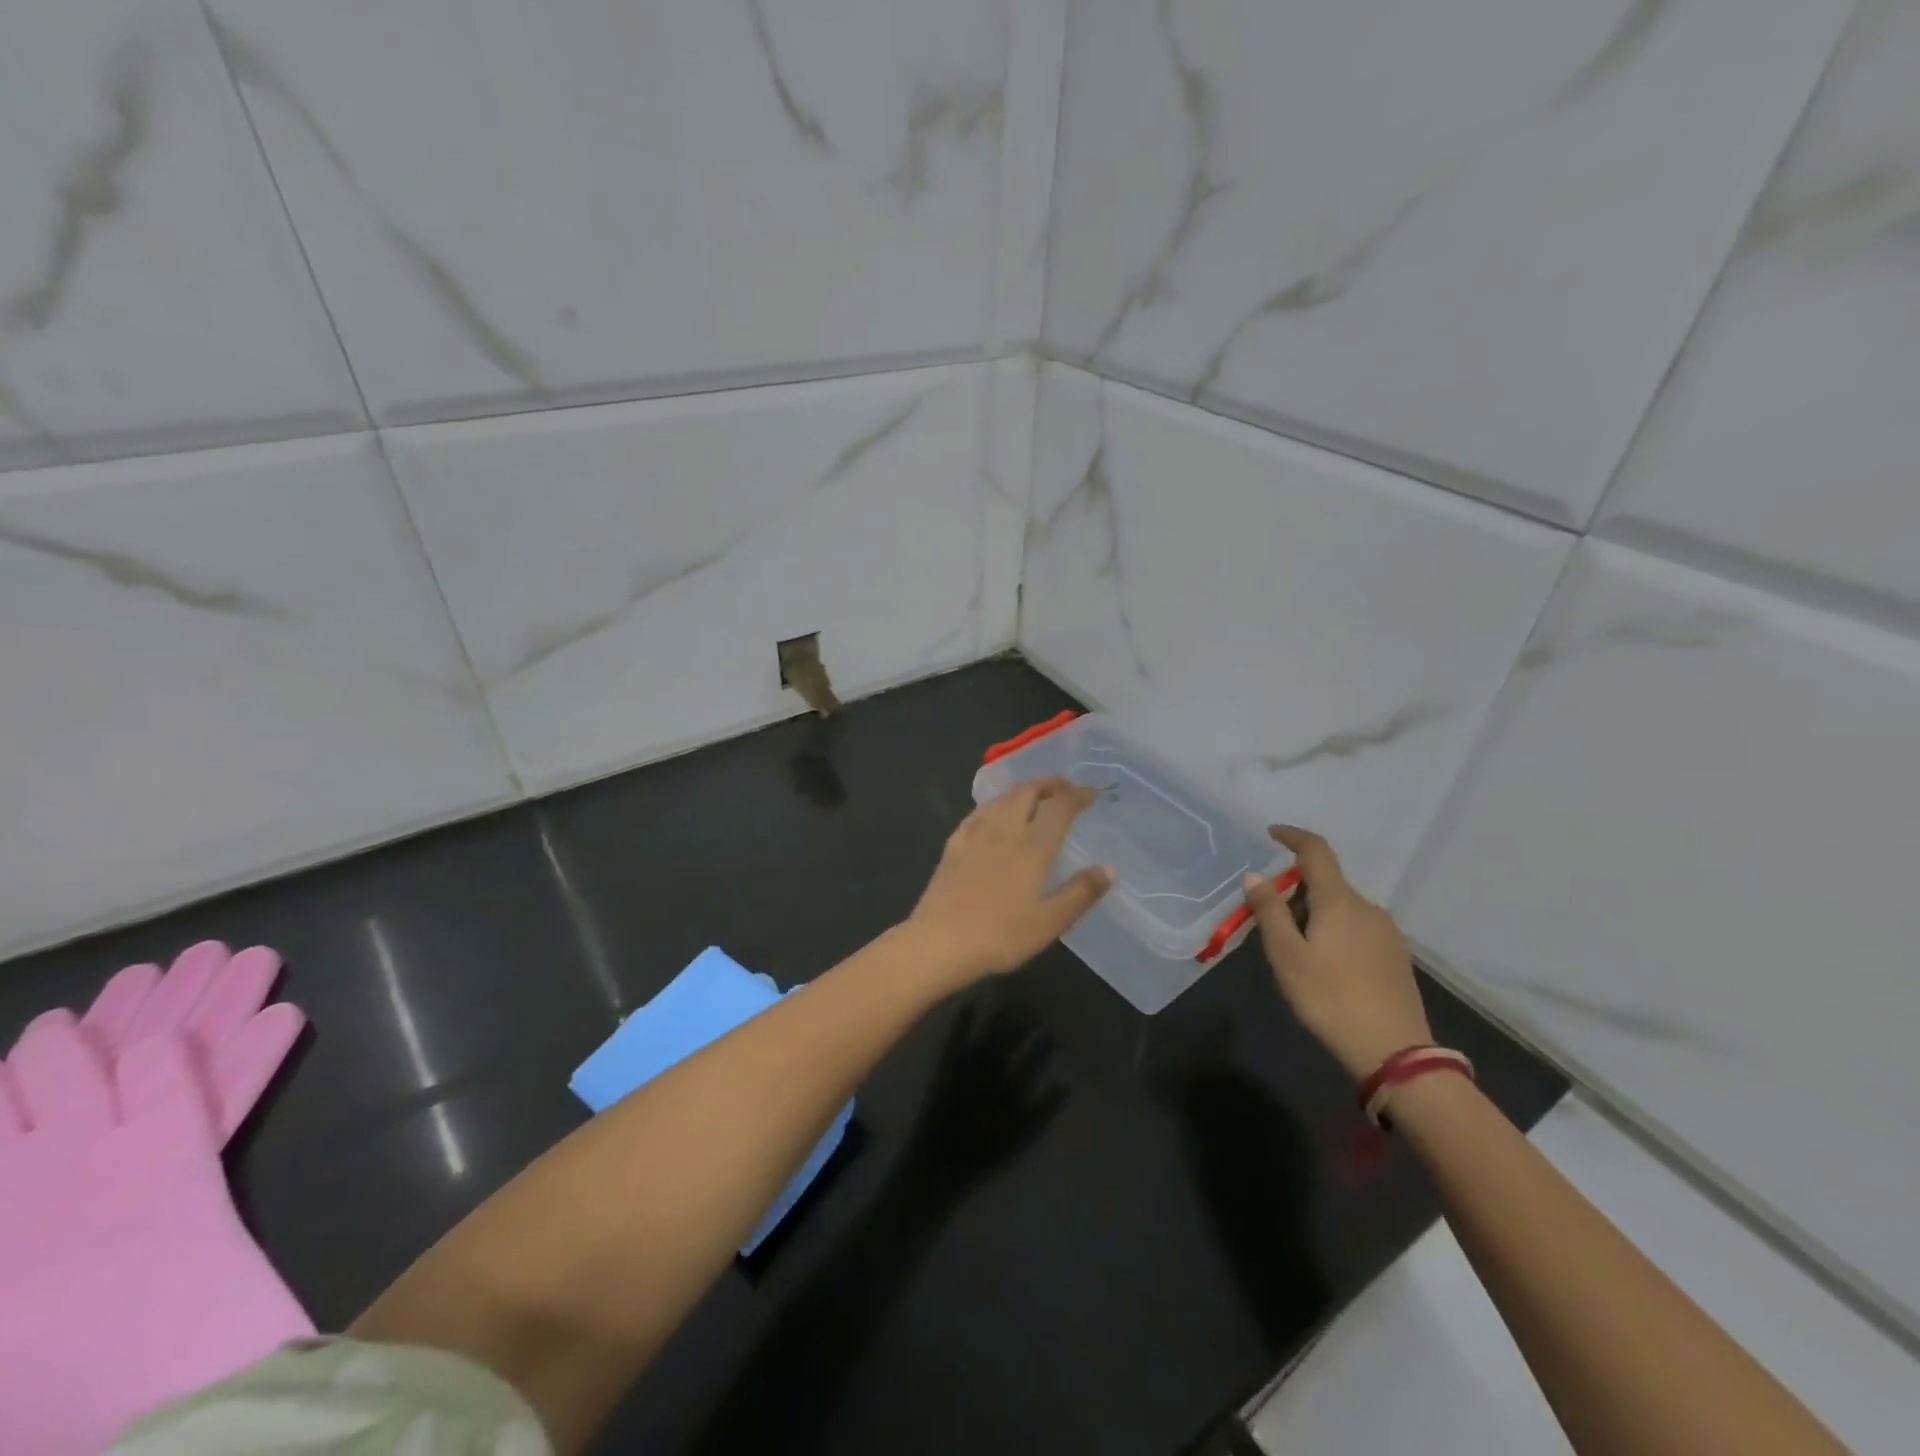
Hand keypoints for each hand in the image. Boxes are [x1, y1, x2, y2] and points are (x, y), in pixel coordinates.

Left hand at [906, 777, 1114, 983]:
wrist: (939, 943)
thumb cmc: (1001, 936)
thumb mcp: (1050, 922)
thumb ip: (1081, 893)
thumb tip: (1110, 869)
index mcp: (1032, 846)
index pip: (1059, 808)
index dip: (1077, 795)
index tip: (1091, 792)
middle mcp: (1004, 830)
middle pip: (1027, 792)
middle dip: (1049, 784)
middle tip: (1064, 786)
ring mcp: (975, 835)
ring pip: (1002, 798)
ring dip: (1023, 789)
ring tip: (1035, 795)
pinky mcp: (953, 845)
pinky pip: (979, 812)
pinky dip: (996, 804)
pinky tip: (993, 814)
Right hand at [1243, 826, 1431, 1080]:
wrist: (1394, 1052)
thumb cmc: (1330, 998)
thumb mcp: (1287, 956)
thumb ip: (1269, 911)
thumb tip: (1255, 875)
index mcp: (1339, 900)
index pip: (1316, 851)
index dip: (1292, 836)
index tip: (1271, 833)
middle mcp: (1367, 907)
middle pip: (1326, 883)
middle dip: (1295, 892)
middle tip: (1270, 924)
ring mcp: (1387, 932)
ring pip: (1342, 908)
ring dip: (1315, 915)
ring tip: (1296, 952)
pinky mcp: (1396, 956)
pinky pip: (1358, 928)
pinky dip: (1335, 932)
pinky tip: (1326, 966)